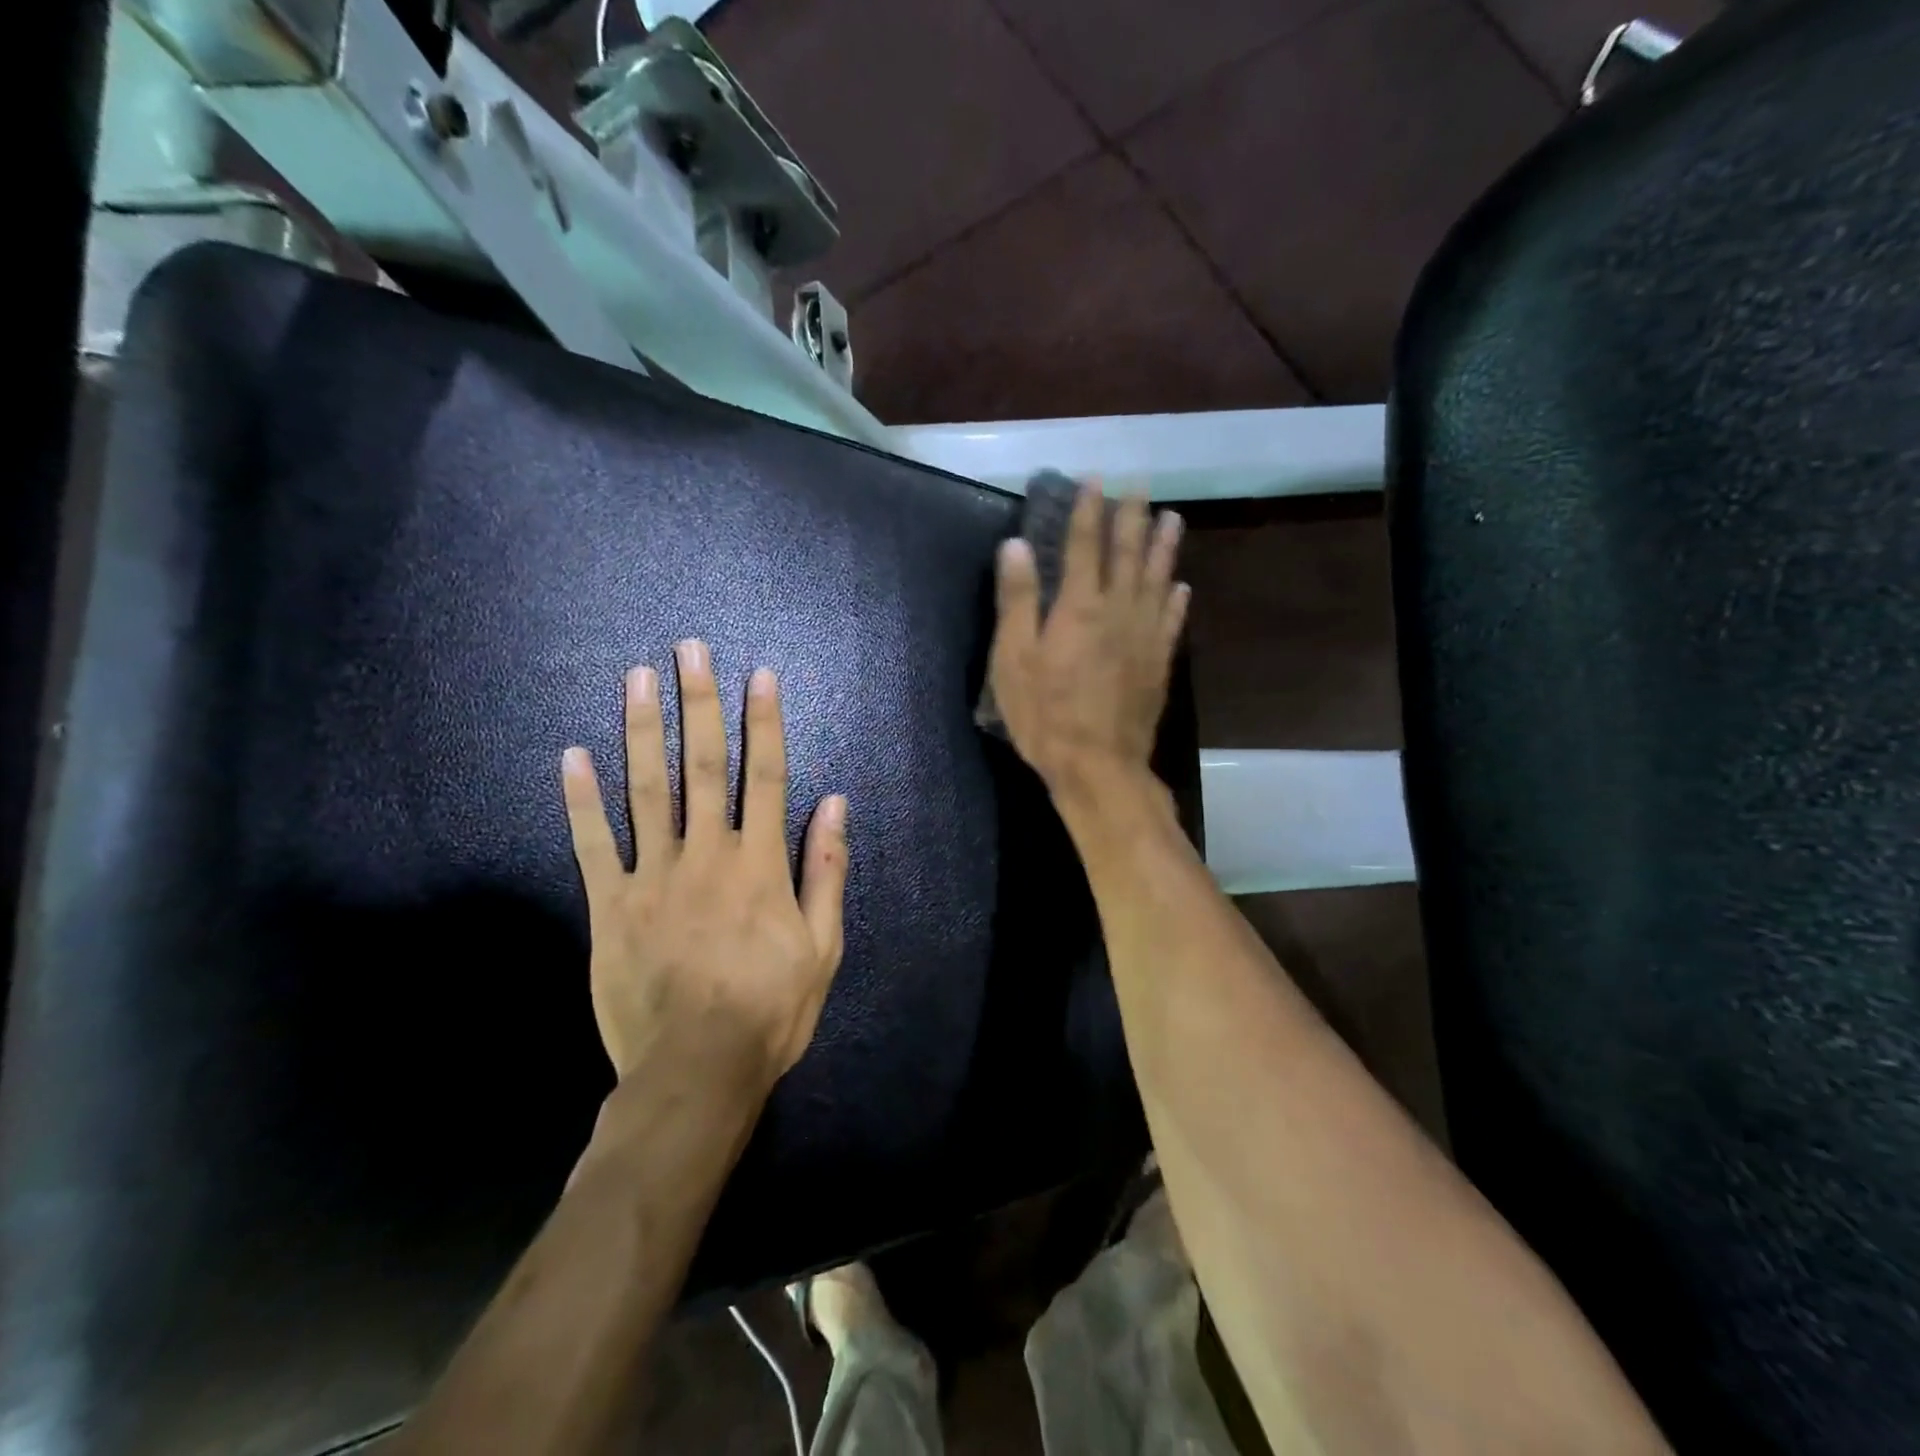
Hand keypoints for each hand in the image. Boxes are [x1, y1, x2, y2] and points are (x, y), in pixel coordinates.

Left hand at [560, 640, 848, 1083]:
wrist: (696, 1071)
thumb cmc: (770, 1009)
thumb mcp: (823, 947)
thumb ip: (826, 872)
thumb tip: (836, 806)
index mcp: (759, 864)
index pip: (765, 776)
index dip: (764, 723)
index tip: (759, 677)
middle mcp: (707, 855)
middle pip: (703, 766)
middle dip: (699, 703)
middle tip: (689, 650)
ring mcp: (653, 877)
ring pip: (647, 790)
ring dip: (644, 729)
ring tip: (638, 678)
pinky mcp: (610, 906)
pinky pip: (593, 845)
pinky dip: (581, 799)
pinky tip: (572, 755)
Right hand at [988, 484, 1188, 794]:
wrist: (1098, 765)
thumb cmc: (1045, 715)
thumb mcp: (1014, 659)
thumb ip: (1017, 600)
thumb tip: (1016, 545)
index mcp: (1079, 606)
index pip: (1086, 545)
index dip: (1089, 509)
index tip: (1096, 478)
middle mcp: (1118, 610)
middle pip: (1128, 553)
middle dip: (1132, 516)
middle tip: (1141, 485)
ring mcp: (1144, 636)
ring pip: (1157, 579)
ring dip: (1164, 546)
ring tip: (1171, 518)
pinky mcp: (1158, 663)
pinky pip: (1171, 621)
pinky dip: (1176, 599)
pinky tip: (1181, 586)